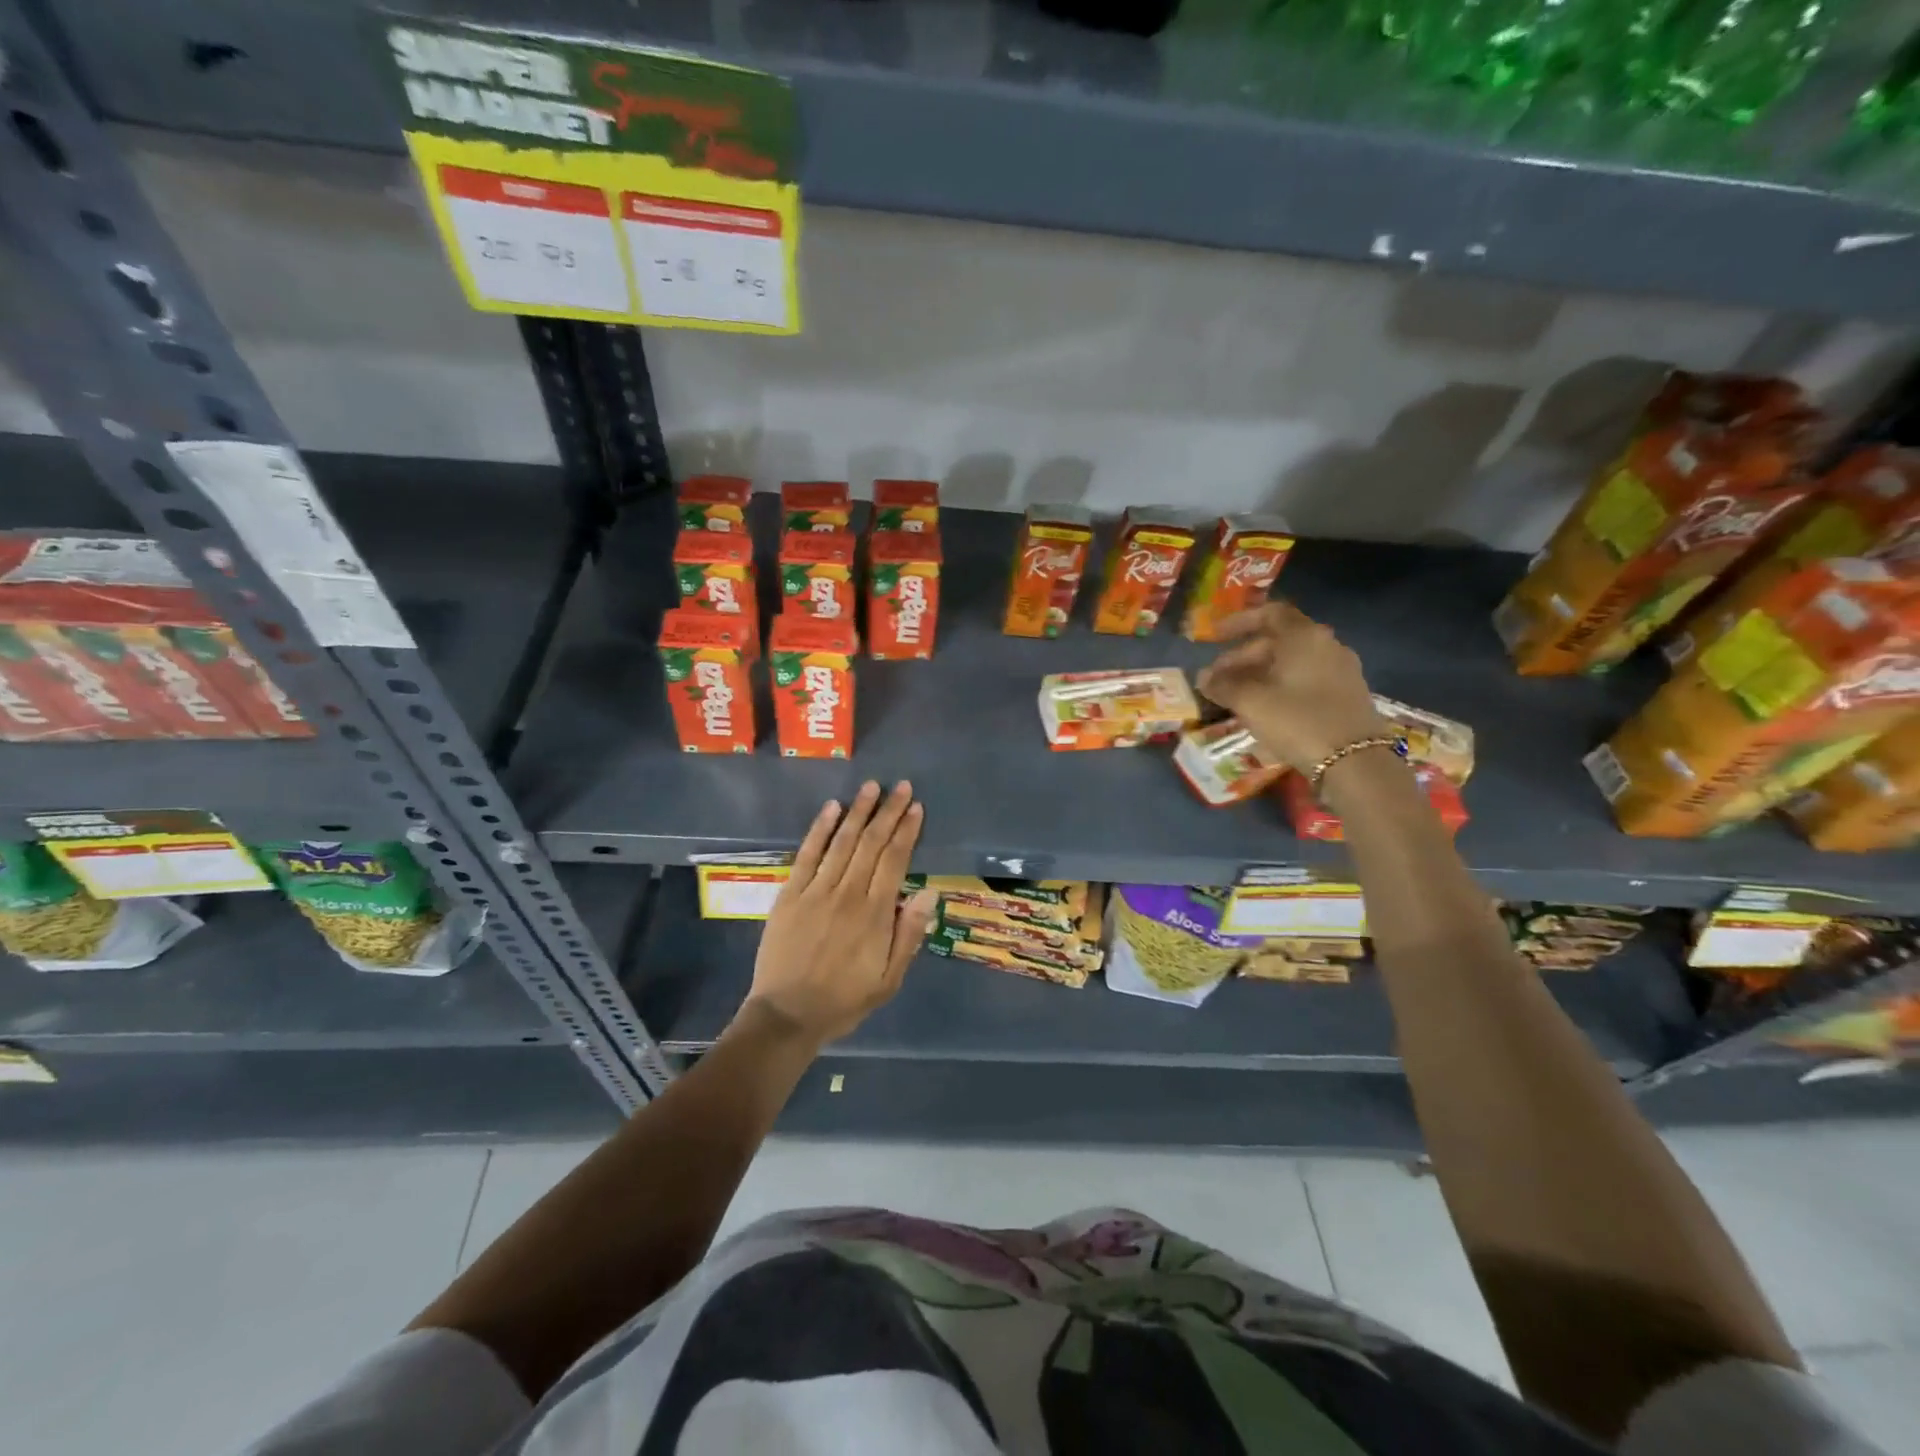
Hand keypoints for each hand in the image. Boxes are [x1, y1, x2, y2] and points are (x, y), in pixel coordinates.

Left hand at [742, 781, 937, 1048]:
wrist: (787, 1015)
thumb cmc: (844, 1000)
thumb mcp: (889, 980)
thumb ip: (909, 935)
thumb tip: (930, 894)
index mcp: (875, 914)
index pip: (895, 860)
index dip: (907, 831)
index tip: (917, 808)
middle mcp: (847, 894)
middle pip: (871, 843)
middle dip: (888, 812)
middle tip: (901, 787)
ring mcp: (816, 891)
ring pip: (842, 842)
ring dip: (858, 812)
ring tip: (871, 787)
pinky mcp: (790, 894)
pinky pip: (807, 854)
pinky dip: (820, 829)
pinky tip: (831, 808)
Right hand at [1196, 602, 1387, 771]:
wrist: (1355, 763)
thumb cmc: (1298, 721)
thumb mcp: (1251, 702)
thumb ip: (1223, 685)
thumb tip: (1203, 677)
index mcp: (1304, 637)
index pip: (1270, 613)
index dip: (1239, 621)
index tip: (1214, 637)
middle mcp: (1326, 645)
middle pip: (1278, 641)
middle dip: (1243, 657)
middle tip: (1217, 679)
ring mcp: (1341, 671)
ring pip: (1291, 663)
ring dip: (1260, 674)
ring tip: (1235, 696)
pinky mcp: (1347, 695)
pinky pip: (1306, 680)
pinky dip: (1280, 686)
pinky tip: (1264, 709)